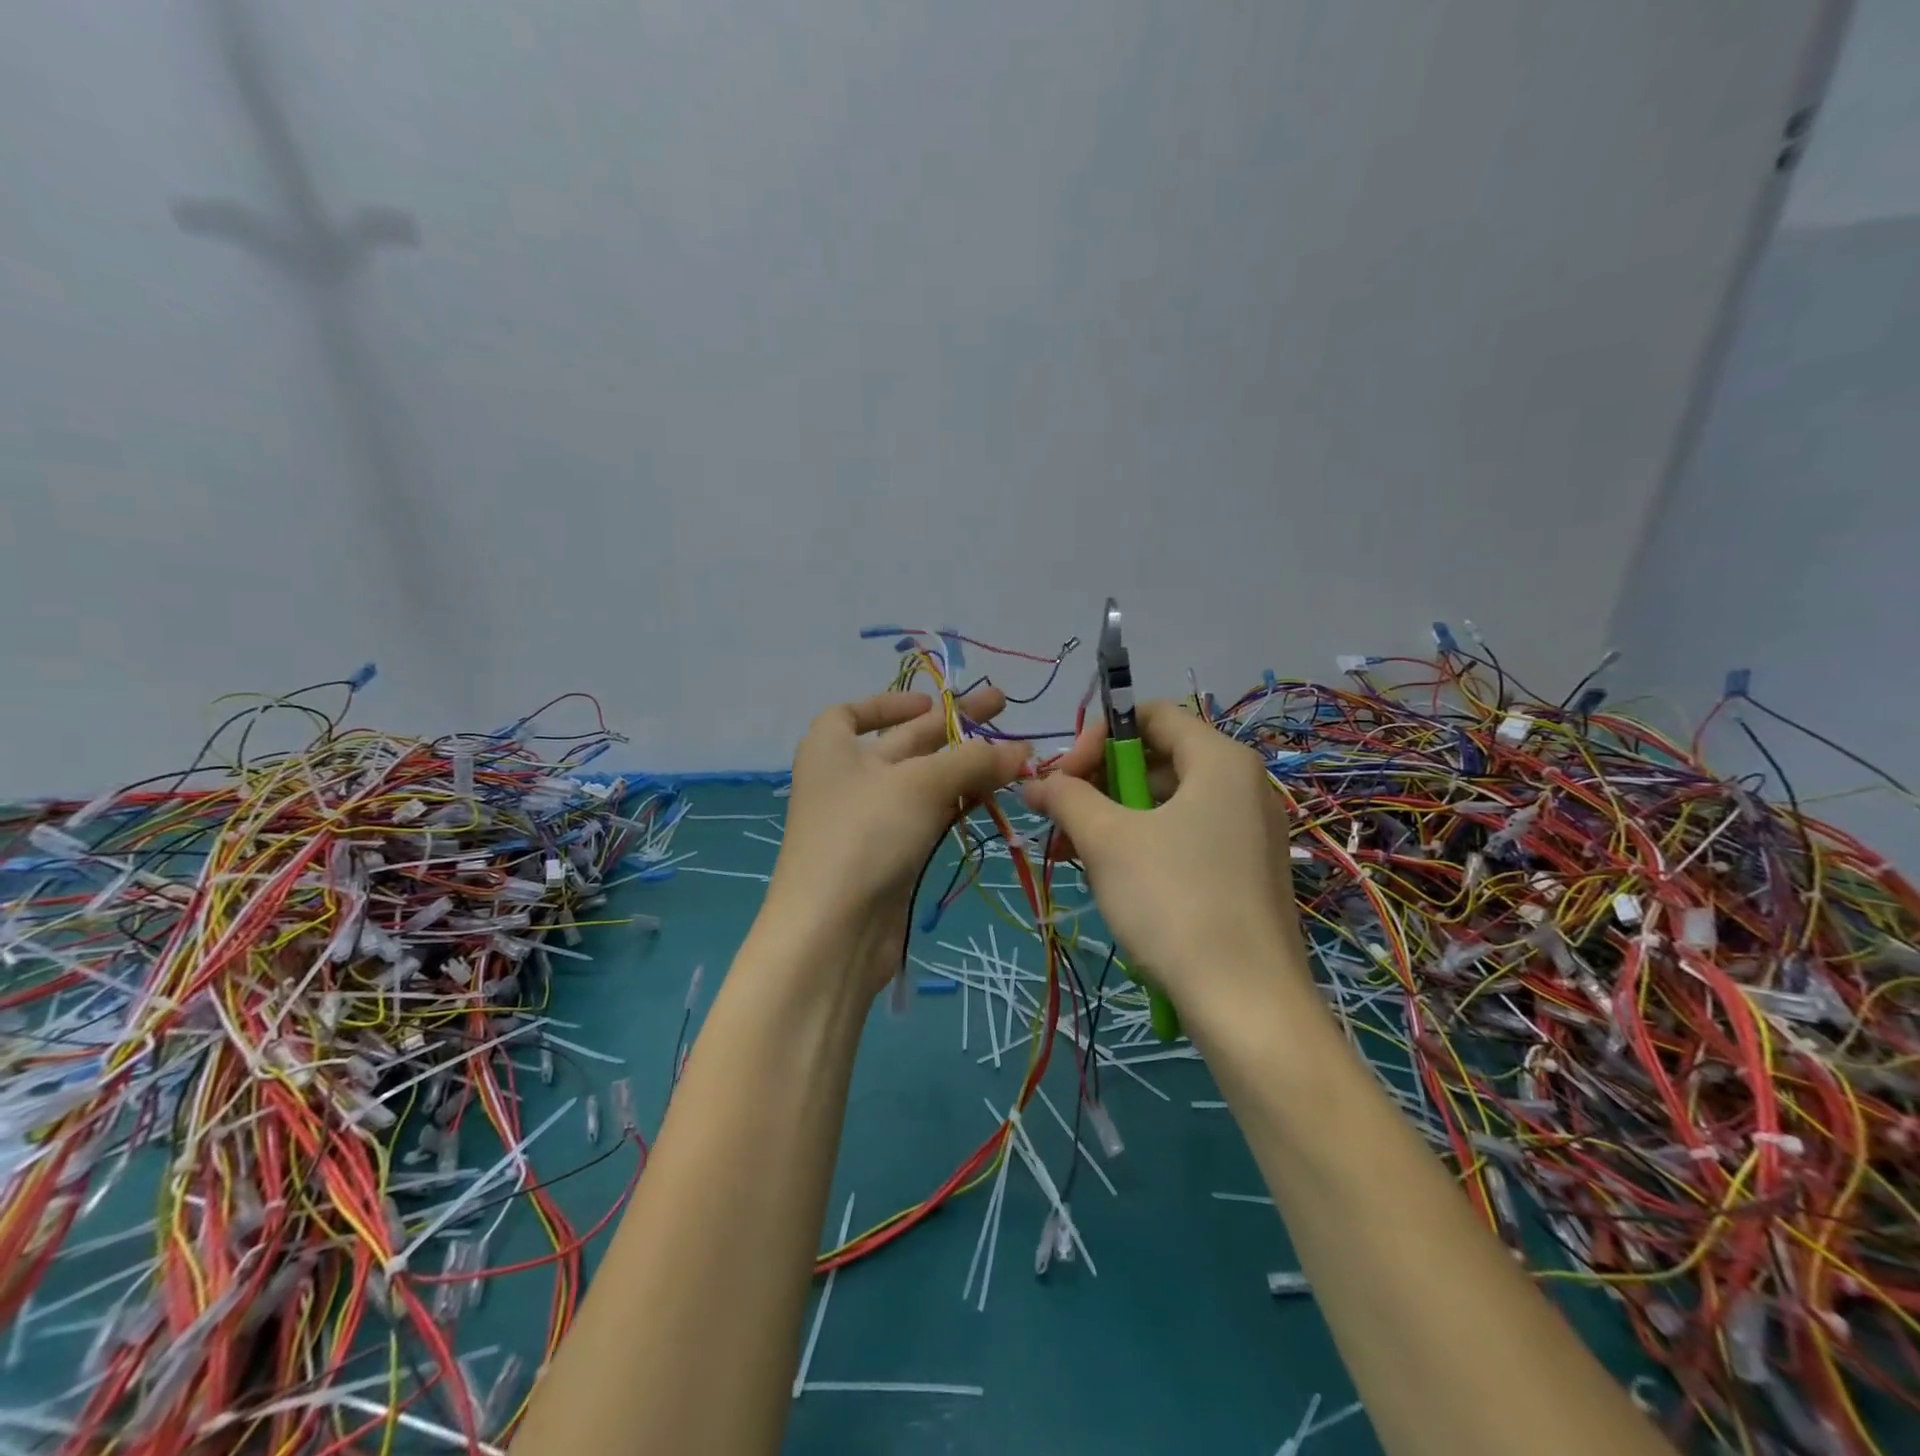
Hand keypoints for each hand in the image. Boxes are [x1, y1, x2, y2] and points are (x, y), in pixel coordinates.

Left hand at [764, 687, 1028, 996]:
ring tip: (1015, 754)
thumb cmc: (864, 835)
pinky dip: (960, 802)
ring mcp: (870, 820)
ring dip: (966, 766)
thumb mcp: (920, 784)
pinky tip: (995, 793)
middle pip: (904, 742)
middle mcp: (848, 779)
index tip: (930, 701)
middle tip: (1003, 707)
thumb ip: (973, 761)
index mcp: (831, 748)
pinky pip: (930, 816)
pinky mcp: (892, 854)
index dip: (889, 703)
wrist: (833, 932)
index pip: (852, 713)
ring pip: (925, 782)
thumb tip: (1022, 749)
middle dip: (953, 725)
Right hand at [1023, 700, 1309, 1033]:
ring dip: (1113, 819)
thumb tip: (1033, 781)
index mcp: (1220, 760)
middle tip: (1061, 821)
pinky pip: (1186, 837)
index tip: (1064, 778)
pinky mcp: (1247, 871)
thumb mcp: (1107, 841)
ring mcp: (1250, 831)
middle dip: (1098, 784)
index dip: (1097, 736)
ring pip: (1166, 803)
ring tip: (1074, 854)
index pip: (1149, 714)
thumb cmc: (1173, 901)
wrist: (1247, 1004)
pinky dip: (1143, 846)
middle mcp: (1243, 785)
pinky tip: (1113, 880)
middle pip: (1157, 758)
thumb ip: (1066, 797)